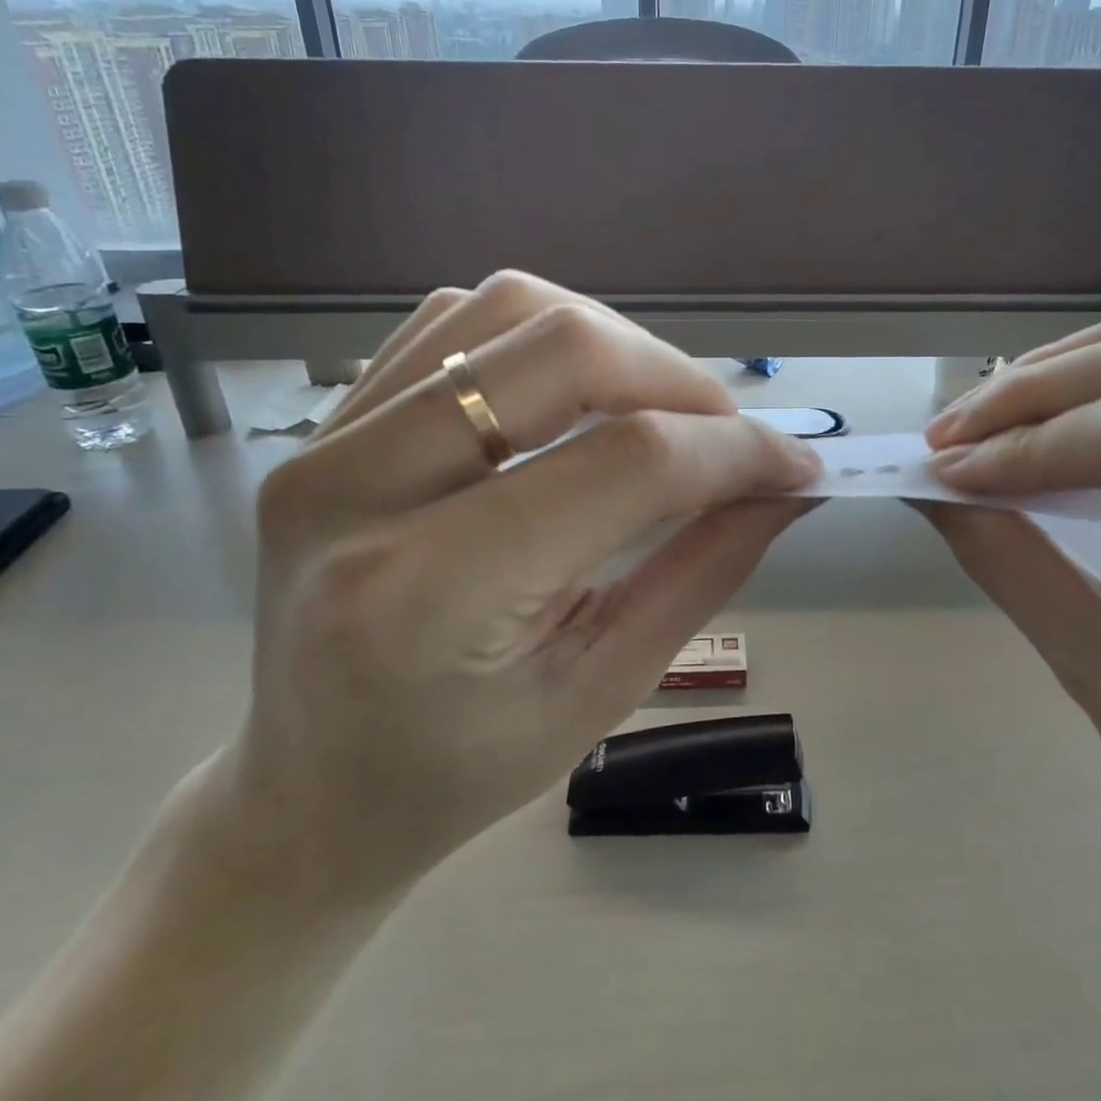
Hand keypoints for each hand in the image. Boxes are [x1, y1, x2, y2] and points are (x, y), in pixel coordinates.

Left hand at [230, 272, 819, 897]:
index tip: (794, 465)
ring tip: (656, 407)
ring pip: (505, 311)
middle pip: (561, 352)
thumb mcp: (601, 691)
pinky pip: (453, 322)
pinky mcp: (327, 424)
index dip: (731, 451)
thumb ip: (702, 570)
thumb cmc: (458, 772)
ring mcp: (327, 442)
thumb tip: (783, 486)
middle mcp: (358, 491)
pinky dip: (540, 336)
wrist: (306, 789)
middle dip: (676, 378)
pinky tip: (575, 394)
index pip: (624, 464)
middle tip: (728, 430)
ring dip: (612, 342)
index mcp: (428, 595)